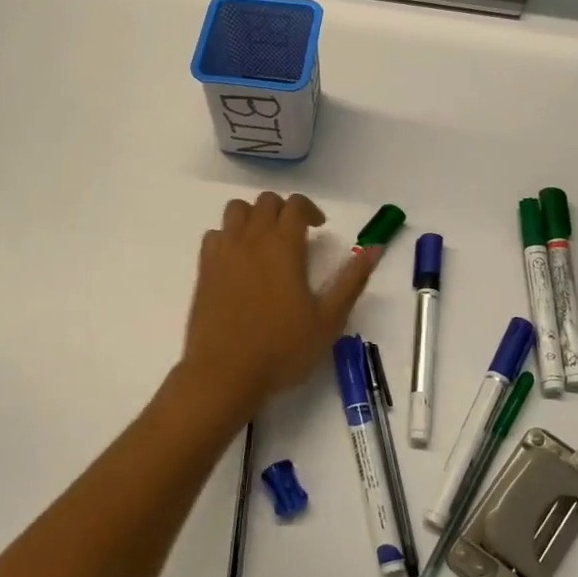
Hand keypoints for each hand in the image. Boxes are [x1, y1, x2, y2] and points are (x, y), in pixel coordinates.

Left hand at [180, 193, 378, 417]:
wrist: (224, 374)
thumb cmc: (282, 349)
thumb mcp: (328, 320)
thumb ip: (351, 280)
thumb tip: (373, 249)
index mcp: (283, 246)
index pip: (295, 205)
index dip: (310, 209)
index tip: (319, 228)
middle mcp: (251, 240)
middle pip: (265, 202)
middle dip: (283, 210)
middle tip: (295, 234)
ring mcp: (223, 253)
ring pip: (236, 211)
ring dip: (254, 216)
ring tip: (265, 241)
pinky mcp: (204, 270)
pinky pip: (214, 235)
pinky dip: (229, 236)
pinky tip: (238, 260)